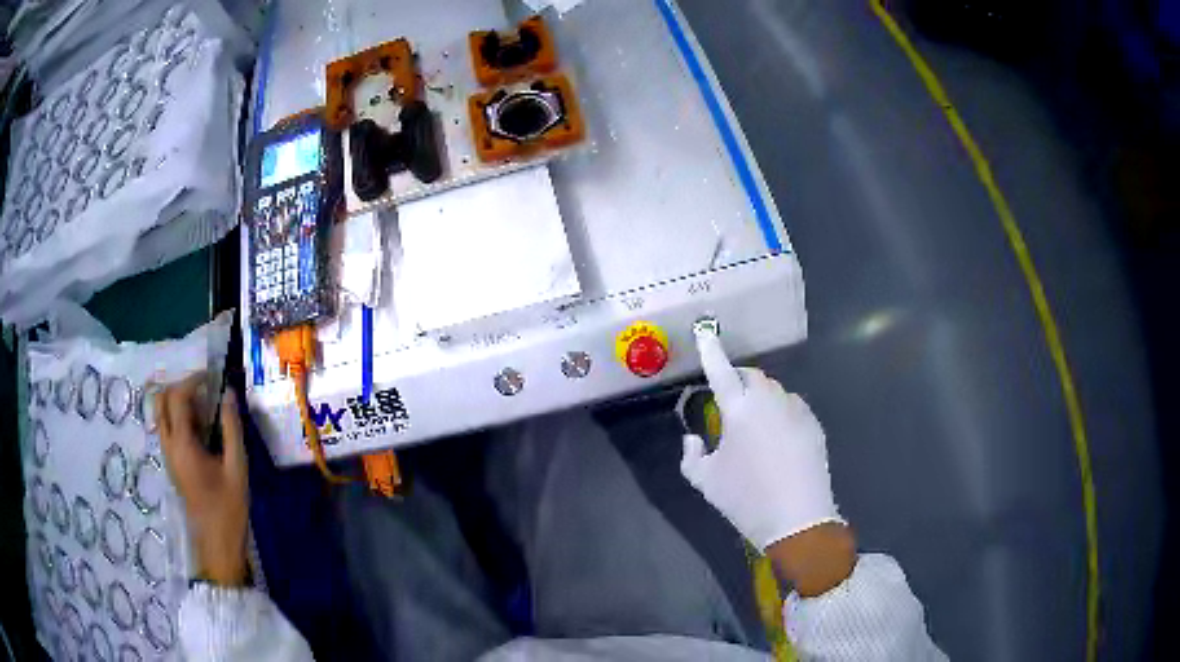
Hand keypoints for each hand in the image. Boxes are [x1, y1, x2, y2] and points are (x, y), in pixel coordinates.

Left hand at [156, 374, 249, 586]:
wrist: (217, 542)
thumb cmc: (229, 506)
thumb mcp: (237, 466)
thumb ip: (232, 428)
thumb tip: (229, 394)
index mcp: (182, 444)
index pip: (177, 397)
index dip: (193, 381)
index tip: (213, 378)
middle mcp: (168, 446)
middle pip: (161, 401)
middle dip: (180, 387)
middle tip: (204, 389)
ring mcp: (167, 456)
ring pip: (162, 415)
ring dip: (179, 403)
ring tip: (205, 408)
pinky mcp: (172, 464)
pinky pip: (168, 429)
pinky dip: (180, 418)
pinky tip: (201, 429)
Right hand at [680, 331, 843, 551]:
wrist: (796, 519)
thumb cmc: (745, 499)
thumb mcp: (705, 481)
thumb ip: (691, 455)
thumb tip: (693, 437)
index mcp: (738, 409)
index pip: (721, 371)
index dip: (711, 351)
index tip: (706, 332)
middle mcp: (769, 401)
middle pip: (752, 377)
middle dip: (739, 380)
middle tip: (730, 399)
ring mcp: (796, 411)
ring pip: (776, 391)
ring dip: (762, 397)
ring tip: (756, 423)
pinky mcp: (813, 425)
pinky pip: (794, 407)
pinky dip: (782, 413)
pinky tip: (779, 438)